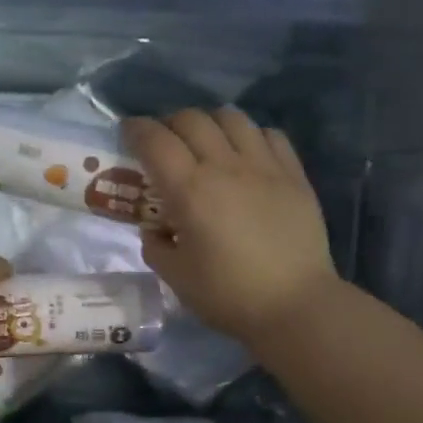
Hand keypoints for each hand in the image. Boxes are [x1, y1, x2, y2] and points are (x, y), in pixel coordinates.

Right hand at [124, 108, 341, 347]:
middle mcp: (225, 166)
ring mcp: (264, 166)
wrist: (295, 305)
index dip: (135, 130)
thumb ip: (156, 246)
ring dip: (209, 123)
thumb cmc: (228, 294)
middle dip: (169, 123)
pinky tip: (245, 154)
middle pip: (191, 119)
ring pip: (231, 117)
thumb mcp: (175, 276)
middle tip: (164, 143)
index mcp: (189, 190)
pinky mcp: (294, 174)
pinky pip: (268, 134)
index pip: (155, 140)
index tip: (127, 133)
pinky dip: (249, 135)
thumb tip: (155, 229)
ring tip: (205, 142)